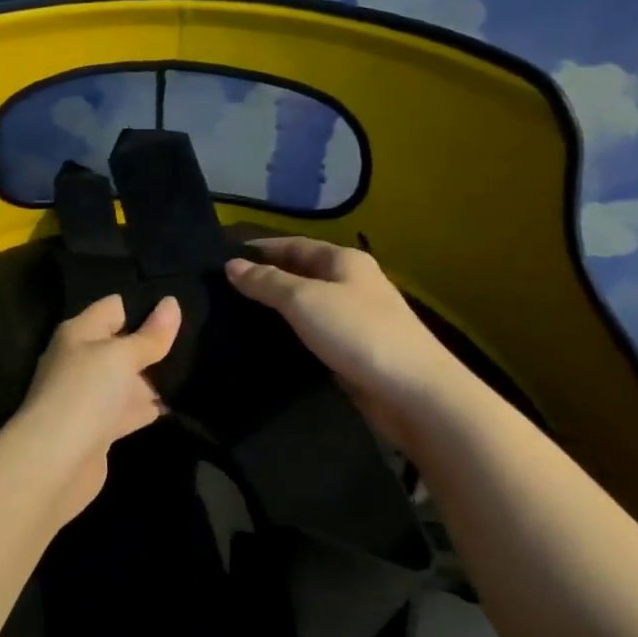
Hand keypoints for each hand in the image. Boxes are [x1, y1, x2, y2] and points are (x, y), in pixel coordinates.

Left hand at [11, 293, 181, 521]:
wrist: (56, 462)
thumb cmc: (85, 393)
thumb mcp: (121, 356)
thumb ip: (149, 335)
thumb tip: (172, 302)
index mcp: (79, 333)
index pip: (114, 307)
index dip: (144, 304)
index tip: (181, 303)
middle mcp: (82, 360)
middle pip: (122, 343)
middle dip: (154, 341)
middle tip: (198, 334)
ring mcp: (91, 396)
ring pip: (128, 378)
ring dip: (155, 376)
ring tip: (198, 363)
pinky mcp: (101, 428)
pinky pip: (130, 408)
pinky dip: (150, 406)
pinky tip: (180, 401)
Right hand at [224, 238, 449, 435]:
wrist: (413, 392)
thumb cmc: (357, 333)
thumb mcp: (304, 300)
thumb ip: (266, 282)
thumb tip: (232, 265)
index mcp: (345, 260)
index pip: (295, 244)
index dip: (261, 249)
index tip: (225, 257)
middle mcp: (353, 283)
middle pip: (302, 272)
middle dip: (267, 278)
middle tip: (224, 289)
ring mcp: (357, 318)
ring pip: (309, 305)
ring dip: (278, 308)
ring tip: (238, 315)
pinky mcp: (356, 350)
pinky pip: (316, 333)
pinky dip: (293, 333)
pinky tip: (270, 343)